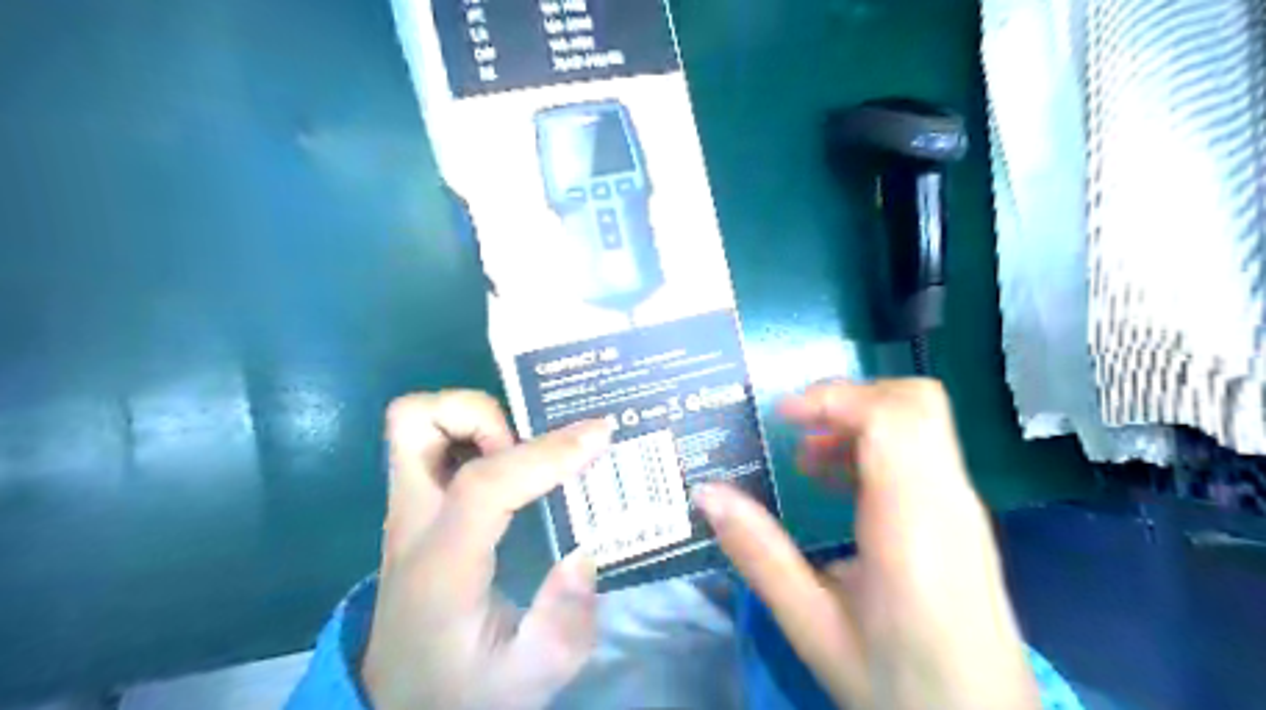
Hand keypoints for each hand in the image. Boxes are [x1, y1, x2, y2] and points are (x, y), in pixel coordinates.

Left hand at [362, 392, 613, 708]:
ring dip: (476, 420)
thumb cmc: (465, 685)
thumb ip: (563, 627)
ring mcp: (408, 509)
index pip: (483, 485)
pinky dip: (472, 433)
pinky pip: (434, 441)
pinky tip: (512, 464)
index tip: (599, 435)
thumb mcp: (527, 680)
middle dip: (484, 414)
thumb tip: (584, 554)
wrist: (404, 700)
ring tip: (523, 454)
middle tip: (530, 447)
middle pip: (417, 423)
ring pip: (417, 422)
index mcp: (441, 566)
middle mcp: (413, 522)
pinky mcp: (418, 506)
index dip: (544, 453)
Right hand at [691, 379, 1037, 709]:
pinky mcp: (960, 517)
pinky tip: (838, 487)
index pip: (892, 418)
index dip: (834, 398)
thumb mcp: (812, 625)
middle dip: (848, 399)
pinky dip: (875, 447)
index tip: (782, 417)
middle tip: (796, 431)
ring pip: (920, 421)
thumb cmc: (898, 683)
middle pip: (915, 402)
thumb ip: (759, 554)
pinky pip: (921, 451)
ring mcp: (962, 506)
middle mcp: (949, 500)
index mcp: (914, 523)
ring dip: (859, 422)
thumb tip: (706, 494)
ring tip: (807, 462)